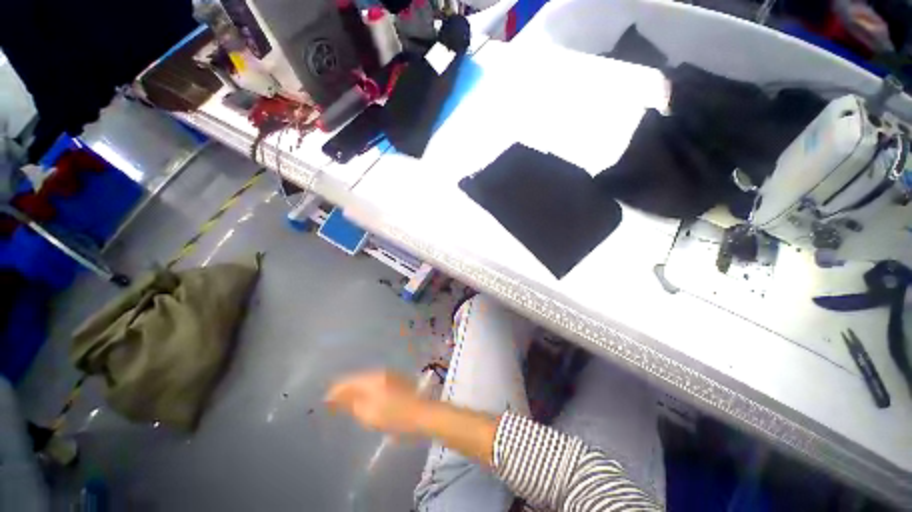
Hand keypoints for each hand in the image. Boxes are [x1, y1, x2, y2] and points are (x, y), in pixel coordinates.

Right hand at [325, 370, 426, 434]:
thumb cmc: (394, 416)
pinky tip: (365, 399)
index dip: (335, 390)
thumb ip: (351, 402)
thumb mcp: (368, 413)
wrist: (421, 413)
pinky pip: (375, 382)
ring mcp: (390, 375)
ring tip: (347, 402)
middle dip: (345, 389)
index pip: (348, 381)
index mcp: (372, 378)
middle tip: (334, 403)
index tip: (325, 401)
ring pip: (366, 380)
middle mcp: (380, 372)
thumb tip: (335, 395)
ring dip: (356, 389)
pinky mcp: (396, 380)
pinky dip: (367, 390)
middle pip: (357, 379)